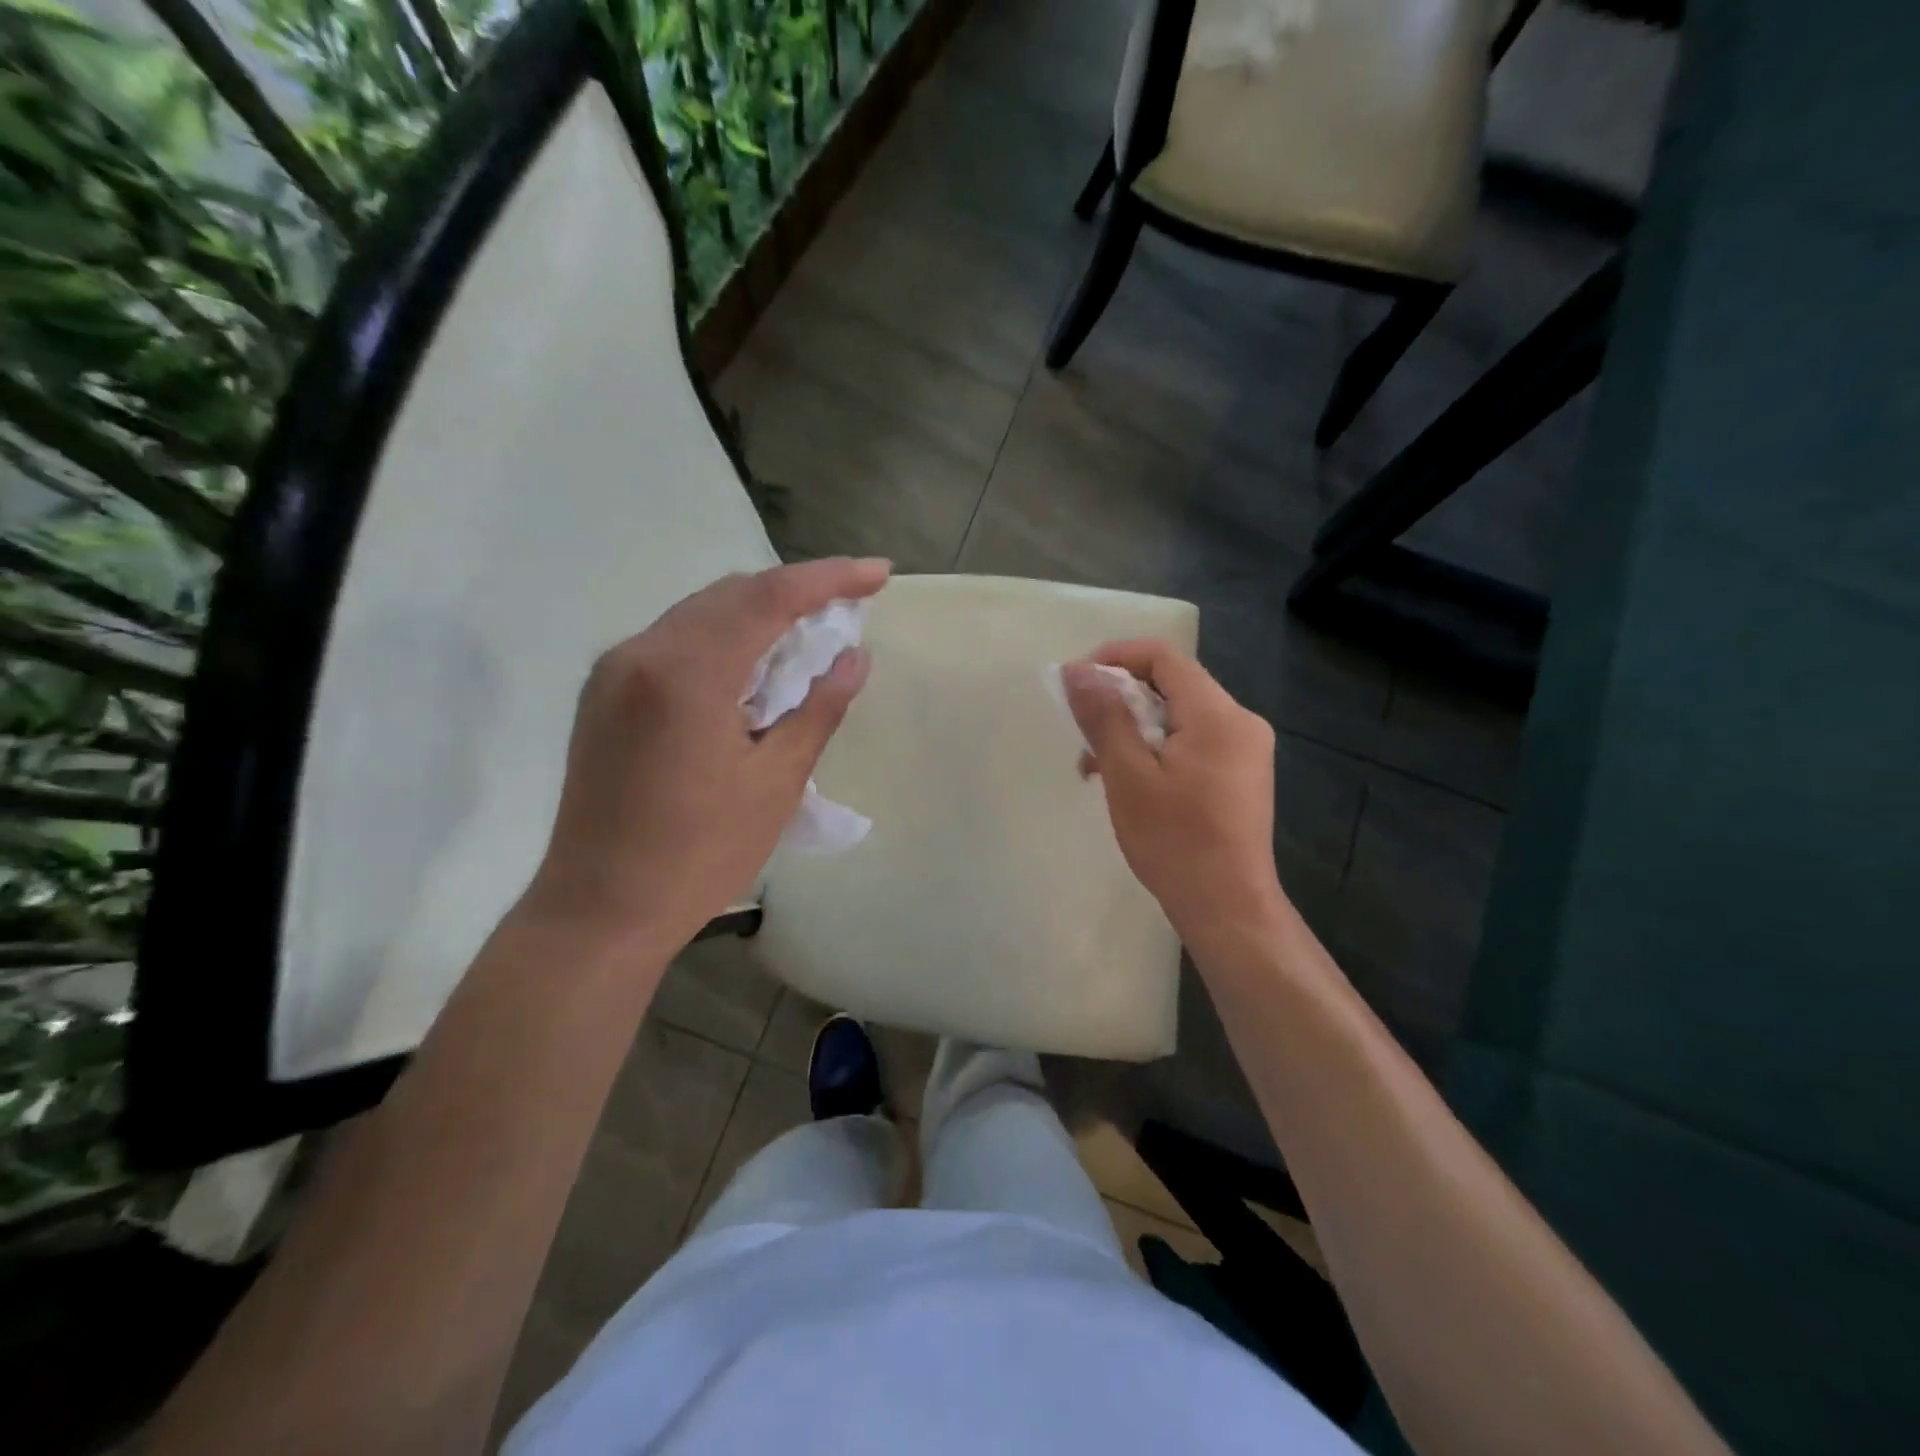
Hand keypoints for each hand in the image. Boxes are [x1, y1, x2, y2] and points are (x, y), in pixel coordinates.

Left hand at [524, 558, 888, 955]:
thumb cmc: (699, 854)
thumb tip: (854, 657)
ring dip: (758, 614)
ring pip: (701, 614)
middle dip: (795, 591)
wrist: (600, 908)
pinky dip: (723, 640)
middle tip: (848, 606)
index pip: (770, 598)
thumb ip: (819, 709)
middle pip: (732, 595)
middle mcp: (642, 652)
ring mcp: (614, 671)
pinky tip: (752, 668)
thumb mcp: (776, 783)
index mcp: (687, 673)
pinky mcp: (604, 693)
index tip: (879, 574)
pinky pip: (674, 641)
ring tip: (808, 636)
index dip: (830, 578)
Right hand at [1062, 640, 1287, 957]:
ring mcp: (1245, 749)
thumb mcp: (1128, 776)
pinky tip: (1126, 779)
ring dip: (1133, 728)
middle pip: (1172, 685)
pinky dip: (1155, 748)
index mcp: (1217, 715)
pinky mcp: (1240, 774)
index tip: (1076, 682)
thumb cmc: (1174, 841)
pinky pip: (1192, 741)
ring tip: (1094, 766)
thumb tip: (1078, 671)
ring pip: (1179, 716)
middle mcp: (1240, 721)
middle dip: (1120, 699)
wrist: (1227, 907)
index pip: (1163, 657)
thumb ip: (1104, 717)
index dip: (1115, 659)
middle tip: (1082, 731)